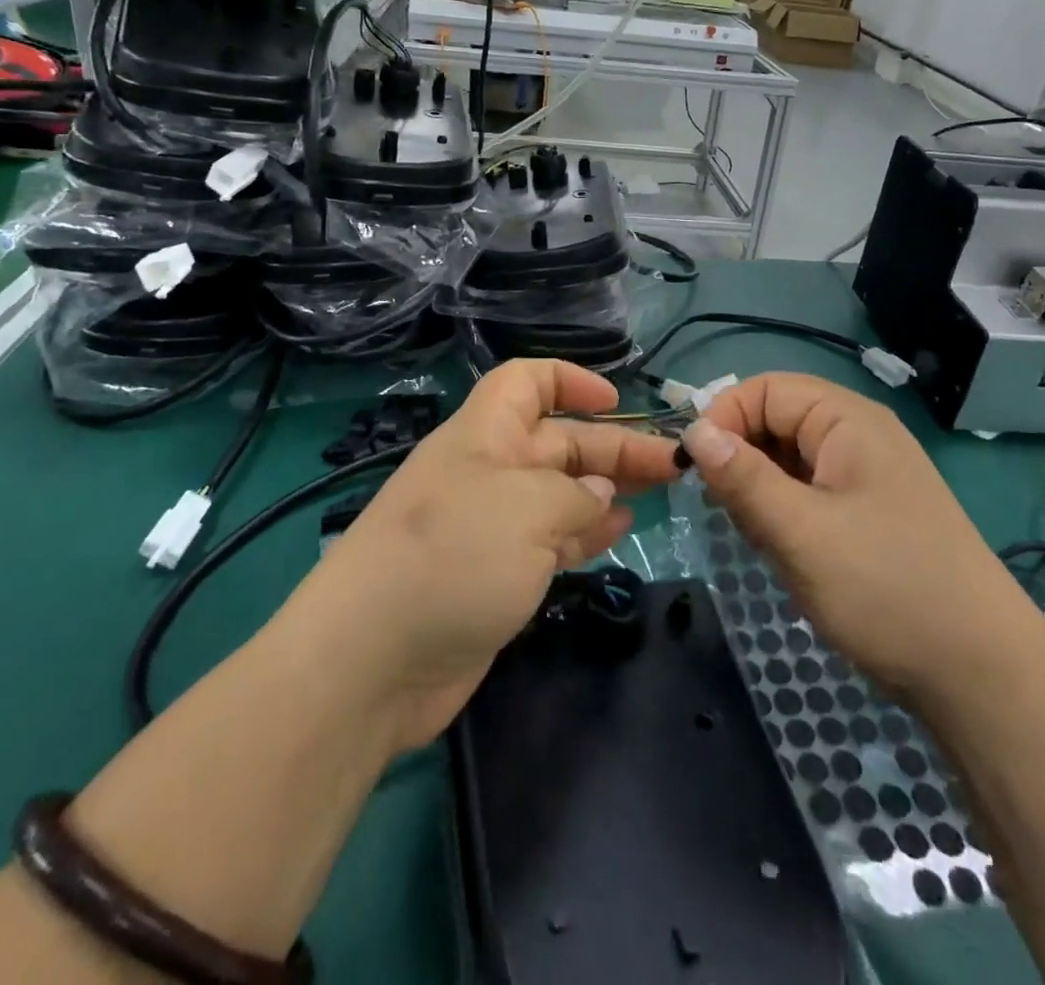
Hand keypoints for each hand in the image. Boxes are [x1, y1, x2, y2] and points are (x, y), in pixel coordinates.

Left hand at [295, 360, 680, 753]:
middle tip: (672, 464)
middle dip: (614, 446)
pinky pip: (550, 538)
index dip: (570, 381)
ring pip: (560, 491)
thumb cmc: (452, 557)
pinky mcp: (495, 574)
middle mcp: (488, 471)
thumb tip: (597, 496)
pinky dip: (585, 531)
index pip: (526, 381)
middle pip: (558, 441)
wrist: (371, 663)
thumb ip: (573, 495)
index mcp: (484, 434)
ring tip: (658, 492)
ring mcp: (490, 526)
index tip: (616, 400)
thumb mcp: (525, 508)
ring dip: (606, 488)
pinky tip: (618, 531)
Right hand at [679, 374, 1044, 706]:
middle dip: (742, 459)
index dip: (724, 419)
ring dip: (762, 490)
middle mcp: (860, 435)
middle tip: (731, 512)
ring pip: (790, 460)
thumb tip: (694, 432)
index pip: (765, 389)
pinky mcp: (872, 513)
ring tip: (763, 538)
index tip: (695, 471)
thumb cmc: (886, 588)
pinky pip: (811, 491)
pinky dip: (786, 511)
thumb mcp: (800, 531)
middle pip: (777, 421)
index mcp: (848, 420)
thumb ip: (741, 477)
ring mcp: (870, 475)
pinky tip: (787, 551)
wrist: (983, 676)